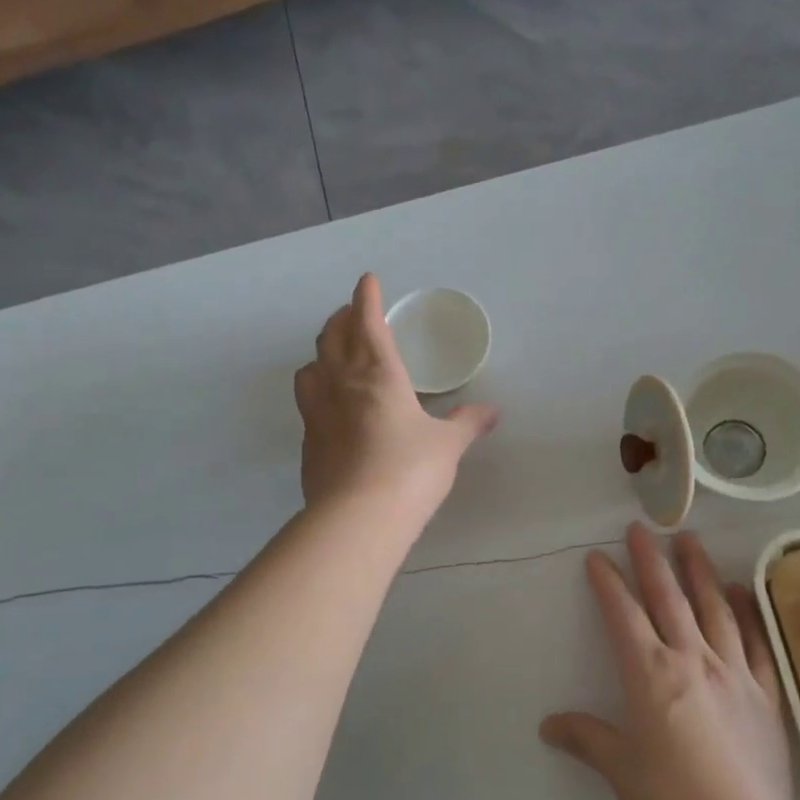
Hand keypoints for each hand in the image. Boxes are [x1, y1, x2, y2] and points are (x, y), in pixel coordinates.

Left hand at [295, 274, 497, 518]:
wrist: (358, 518)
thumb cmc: (409, 471)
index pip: (367, 323)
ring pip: (310, 368)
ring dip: (322, 354)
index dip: (367, 298)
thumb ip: (467, 424)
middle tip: (352, 313)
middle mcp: (341, 385)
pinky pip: (307, 403)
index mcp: (378, 375)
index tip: (367, 281)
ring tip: (334, 357)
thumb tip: (493, 412)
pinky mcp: (307, 443)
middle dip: (341, 319)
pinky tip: (330, 408)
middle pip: (332, 338)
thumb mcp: (448, 446)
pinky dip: (317, 392)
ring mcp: (317, 414)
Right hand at [542, 524, 793, 799]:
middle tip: (641, 528)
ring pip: (714, 608)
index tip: (597, 556)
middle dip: (651, 560)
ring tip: (691, 541)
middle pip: (668, 598)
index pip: (623, 614)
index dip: (607, 583)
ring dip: (699, 571)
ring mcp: (733, 674)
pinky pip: (756, 643)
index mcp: (649, 674)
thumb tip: (549, 725)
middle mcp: (691, 660)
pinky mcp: (766, 695)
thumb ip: (587, 739)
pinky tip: (741, 592)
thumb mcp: (620, 770)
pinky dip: (748, 613)